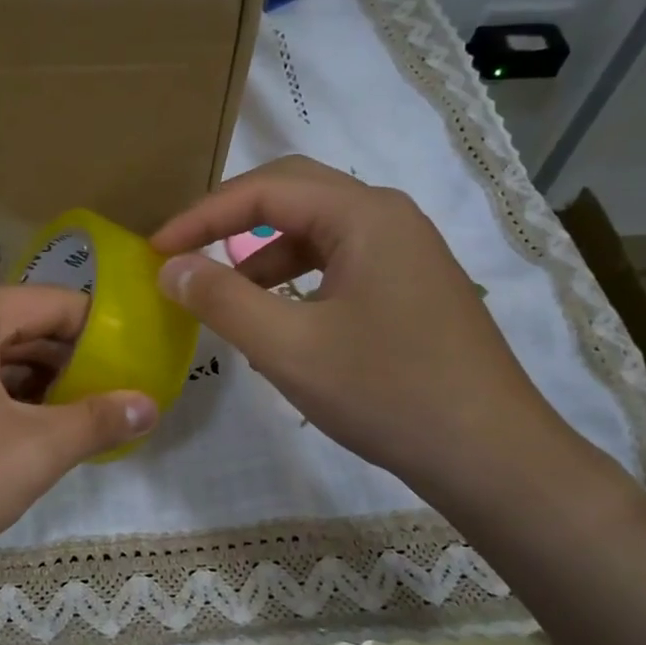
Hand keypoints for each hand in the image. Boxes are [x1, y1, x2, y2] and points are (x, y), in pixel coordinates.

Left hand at [0, 286, 155, 610]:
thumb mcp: (30, 454)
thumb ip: (96, 421)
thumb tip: (150, 404)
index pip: (55, 304)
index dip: (103, 335)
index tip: (138, 369)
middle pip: (22, 327)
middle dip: (71, 365)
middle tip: (115, 403)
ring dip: (36, 387)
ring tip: (79, 423)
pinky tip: (25, 434)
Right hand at [152, 156, 572, 497]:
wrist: (490, 454)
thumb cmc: (386, 393)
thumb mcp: (288, 348)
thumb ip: (222, 300)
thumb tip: (171, 268)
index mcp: (364, 216)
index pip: (265, 189)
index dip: (201, 215)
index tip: (155, 250)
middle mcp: (389, 217)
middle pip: (294, 194)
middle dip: (230, 219)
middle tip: (183, 253)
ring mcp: (406, 252)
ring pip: (316, 230)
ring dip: (262, 253)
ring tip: (224, 296)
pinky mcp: (411, 286)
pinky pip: (339, 262)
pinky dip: (295, 278)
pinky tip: (277, 320)